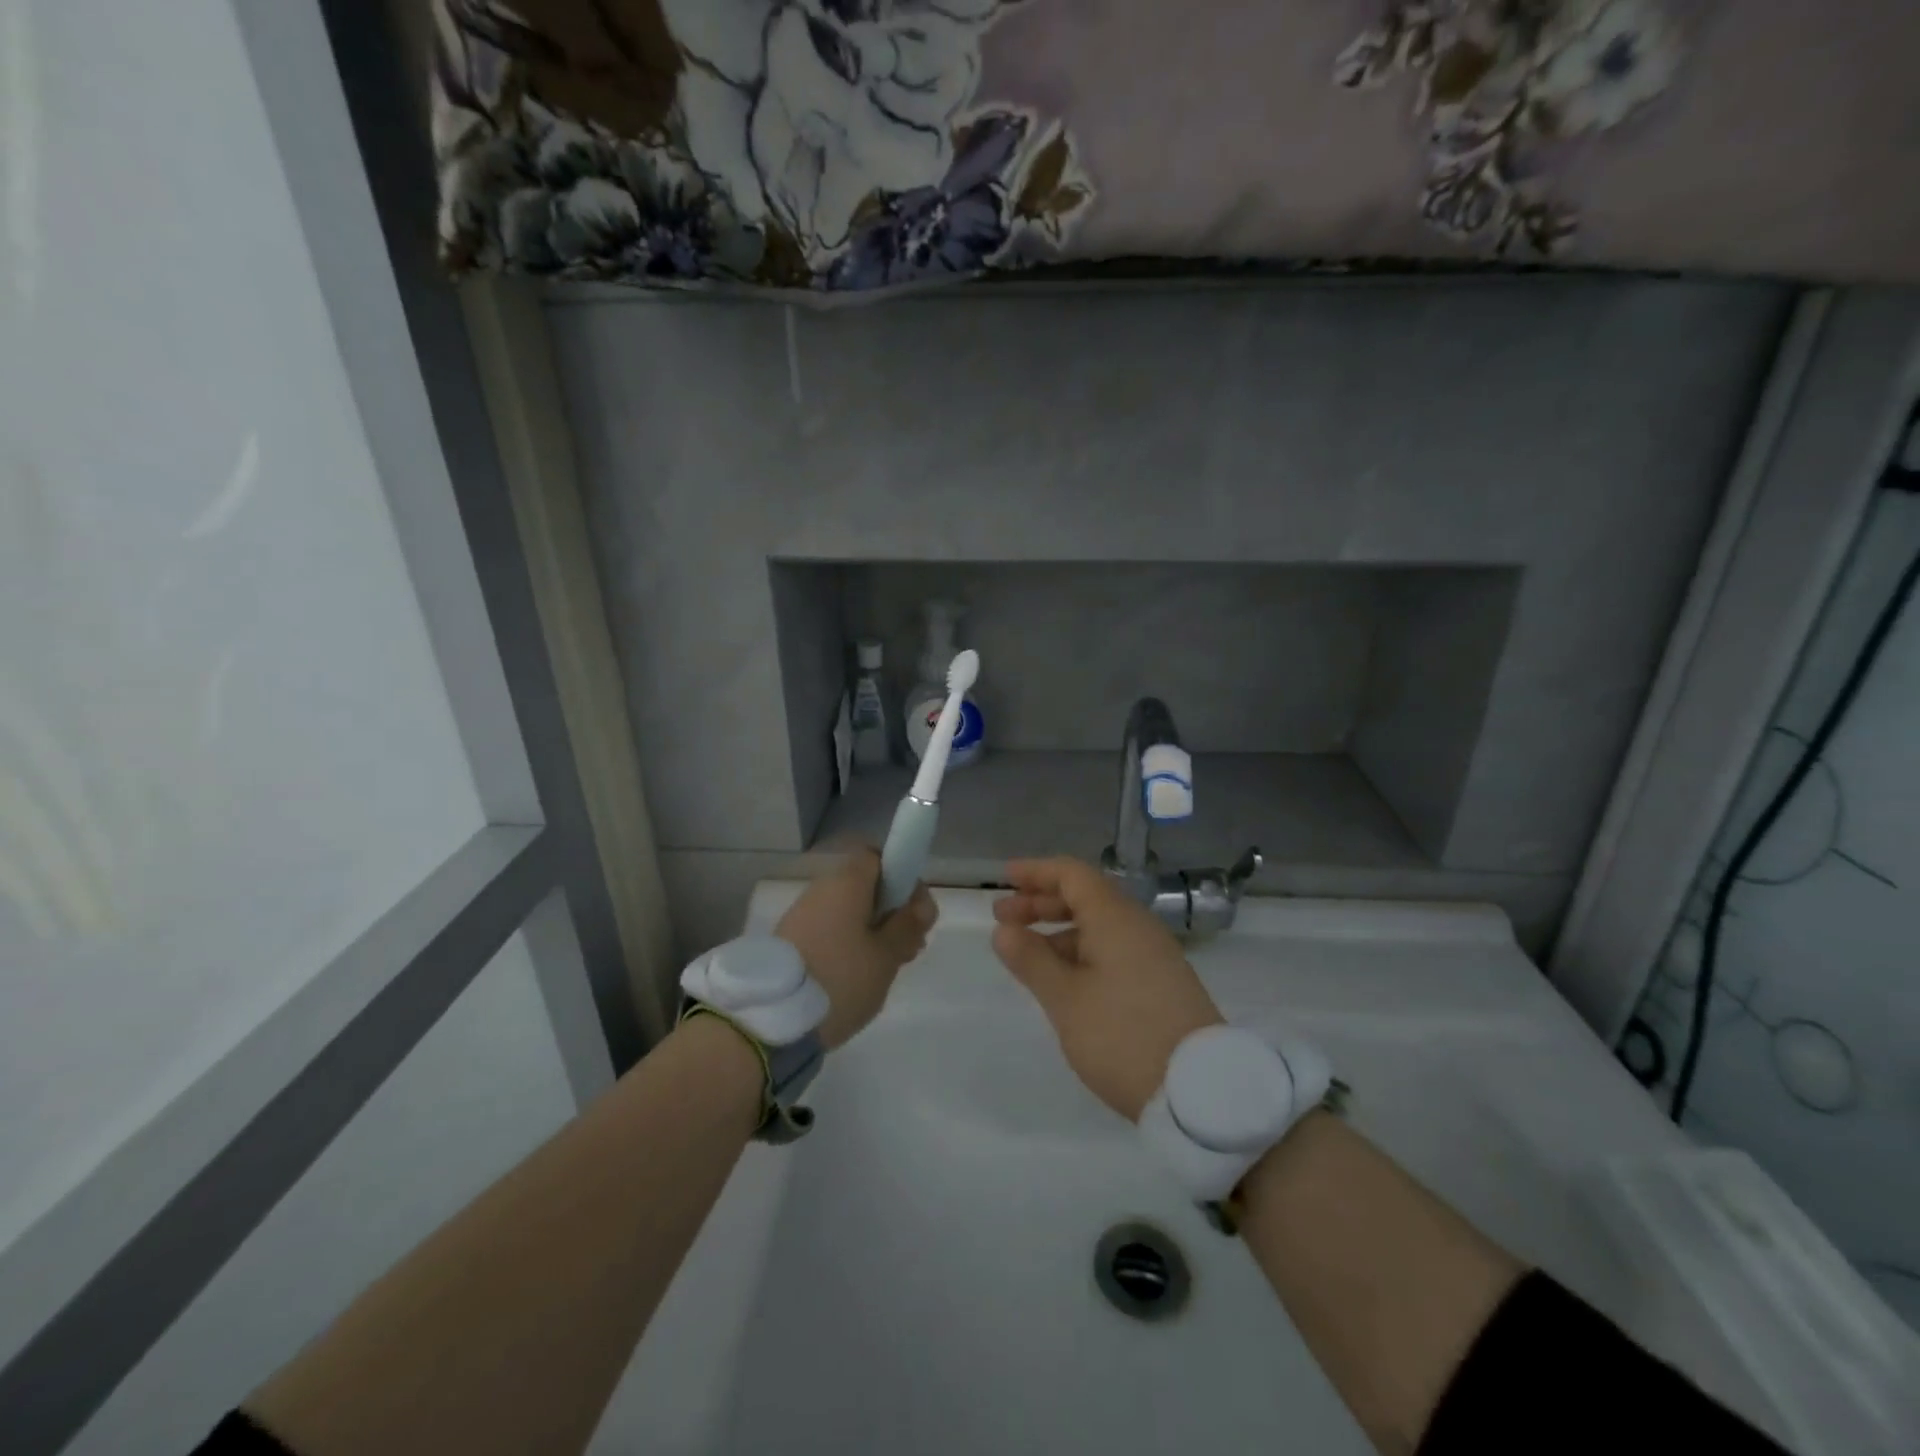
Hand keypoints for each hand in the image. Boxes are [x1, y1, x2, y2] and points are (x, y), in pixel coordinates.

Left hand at [776, 847, 937, 1049]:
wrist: (771, 1019)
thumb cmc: (840, 978)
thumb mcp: (886, 956)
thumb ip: (908, 926)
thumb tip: (920, 904)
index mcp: (846, 882)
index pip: (877, 857)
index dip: (901, 876)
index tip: (915, 910)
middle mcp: (821, 889)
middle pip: (864, 887)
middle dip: (891, 912)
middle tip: (909, 948)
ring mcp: (801, 916)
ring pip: (848, 912)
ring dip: (872, 932)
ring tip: (887, 968)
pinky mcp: (790, 942)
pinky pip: (829, 931)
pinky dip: (849, 946)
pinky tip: (859, 977)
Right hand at [992, 857, 1222, 1121]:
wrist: (1199, 1090)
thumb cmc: (1122, 1036)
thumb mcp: (1066, 999)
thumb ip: (1031, 959)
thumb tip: (1003, 930)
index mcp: (1115, 918)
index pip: (1073, 874)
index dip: (1037, 872)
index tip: (1005, 878)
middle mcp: (1137, 926)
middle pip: (1085, 897)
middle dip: (1041, 902)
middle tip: (1002, 917)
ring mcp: (1153, 954)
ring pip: (1099, 926)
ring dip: (1059, 930)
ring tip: (1025, 953)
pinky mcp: (1161, 982)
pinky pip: (1113, 949)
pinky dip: (1081, 951)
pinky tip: (1062, 978)